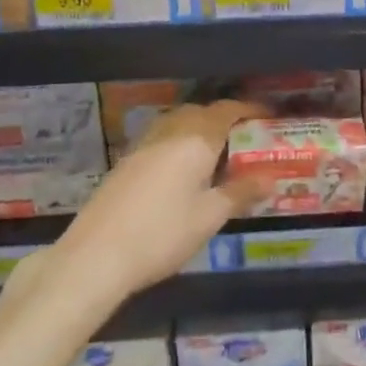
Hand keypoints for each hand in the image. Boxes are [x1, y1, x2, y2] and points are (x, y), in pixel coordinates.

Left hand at [50, 100, 267, 303]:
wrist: (95, 256)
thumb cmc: (162, 235)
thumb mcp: (209, 217)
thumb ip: (240, 192)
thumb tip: (270, 178)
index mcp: (196, 139)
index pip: (227, 110)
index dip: (250, 109)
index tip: (268, 116)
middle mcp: (170, 131)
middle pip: (201, 112)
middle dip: (224, 118)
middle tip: (244, 138)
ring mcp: (144, 145)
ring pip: (178, 122)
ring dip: (199, 128)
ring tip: (216, 154)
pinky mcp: (126, 161)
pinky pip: (162, 137)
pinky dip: (179, 142)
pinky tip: (182, 170)